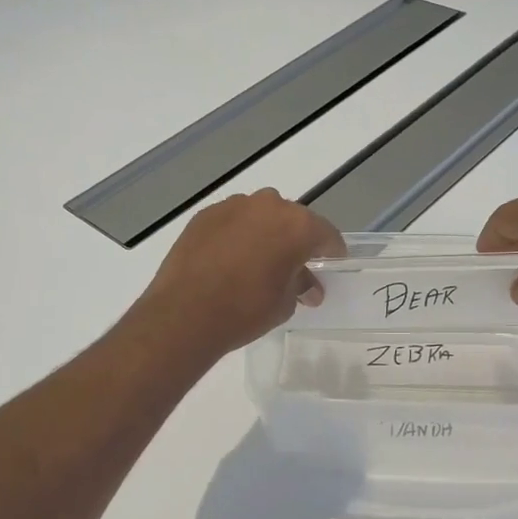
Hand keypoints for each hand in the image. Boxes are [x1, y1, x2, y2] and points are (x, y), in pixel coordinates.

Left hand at [135, 189, 345, 357]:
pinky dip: (236, 234)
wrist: (185, 313)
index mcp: (297, 225)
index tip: (332, 263)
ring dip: (263, 233)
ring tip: (256, 261)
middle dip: (295, 239)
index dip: (331, 251)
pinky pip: (232, 221)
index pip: (326, 234)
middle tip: (292, 265)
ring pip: (259, 216)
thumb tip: (308, 287)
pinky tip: (229, 259)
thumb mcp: (284, 303)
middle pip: (291, 219)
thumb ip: (300, 285)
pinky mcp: (205, 215)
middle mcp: (268, 206)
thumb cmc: (246, 310)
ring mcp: (233, 206)